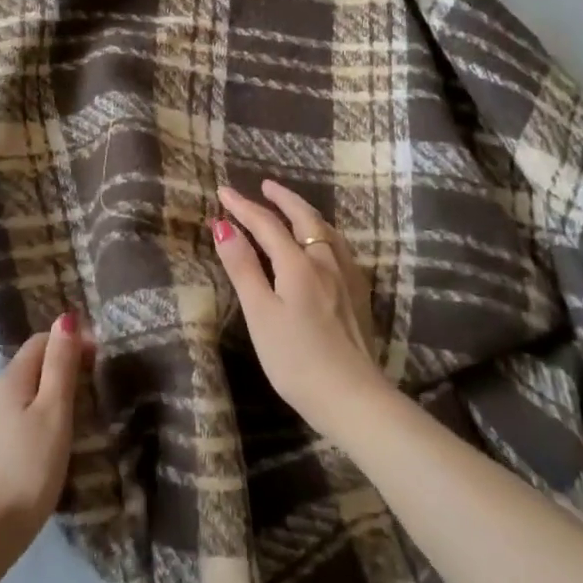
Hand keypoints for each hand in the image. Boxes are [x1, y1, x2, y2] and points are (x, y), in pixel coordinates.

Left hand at [0, 313, 88, 568]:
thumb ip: (60, 365)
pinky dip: (37, 421)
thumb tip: (65, 317)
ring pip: (24, 397)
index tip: (100, 361)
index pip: (40, 342)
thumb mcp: (53, 412)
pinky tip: (50, 445)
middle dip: (62, 369)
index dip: (70, 342)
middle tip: (95, 390)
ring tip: (79, 418)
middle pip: (31, 368)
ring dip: (50, 397)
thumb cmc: (27, 468)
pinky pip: (17, 422)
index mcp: (9, 379)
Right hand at [213, 181, 389, 438]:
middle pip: (304, 219)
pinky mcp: (358, 295)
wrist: (352, 397)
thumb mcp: (260, 314)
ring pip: (327, 232)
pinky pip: (339, 248)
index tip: (223, 191)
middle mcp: (325, 262)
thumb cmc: (295, 359)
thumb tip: (223, 225)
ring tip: (293, 208)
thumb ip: (243, 268)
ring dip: (306, 213)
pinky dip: (324, 233)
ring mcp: (347, 278)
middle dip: (283, 199)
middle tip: (265, 186)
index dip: (243, 207)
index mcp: (299, 264)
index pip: (266, 224)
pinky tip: (324, 246)